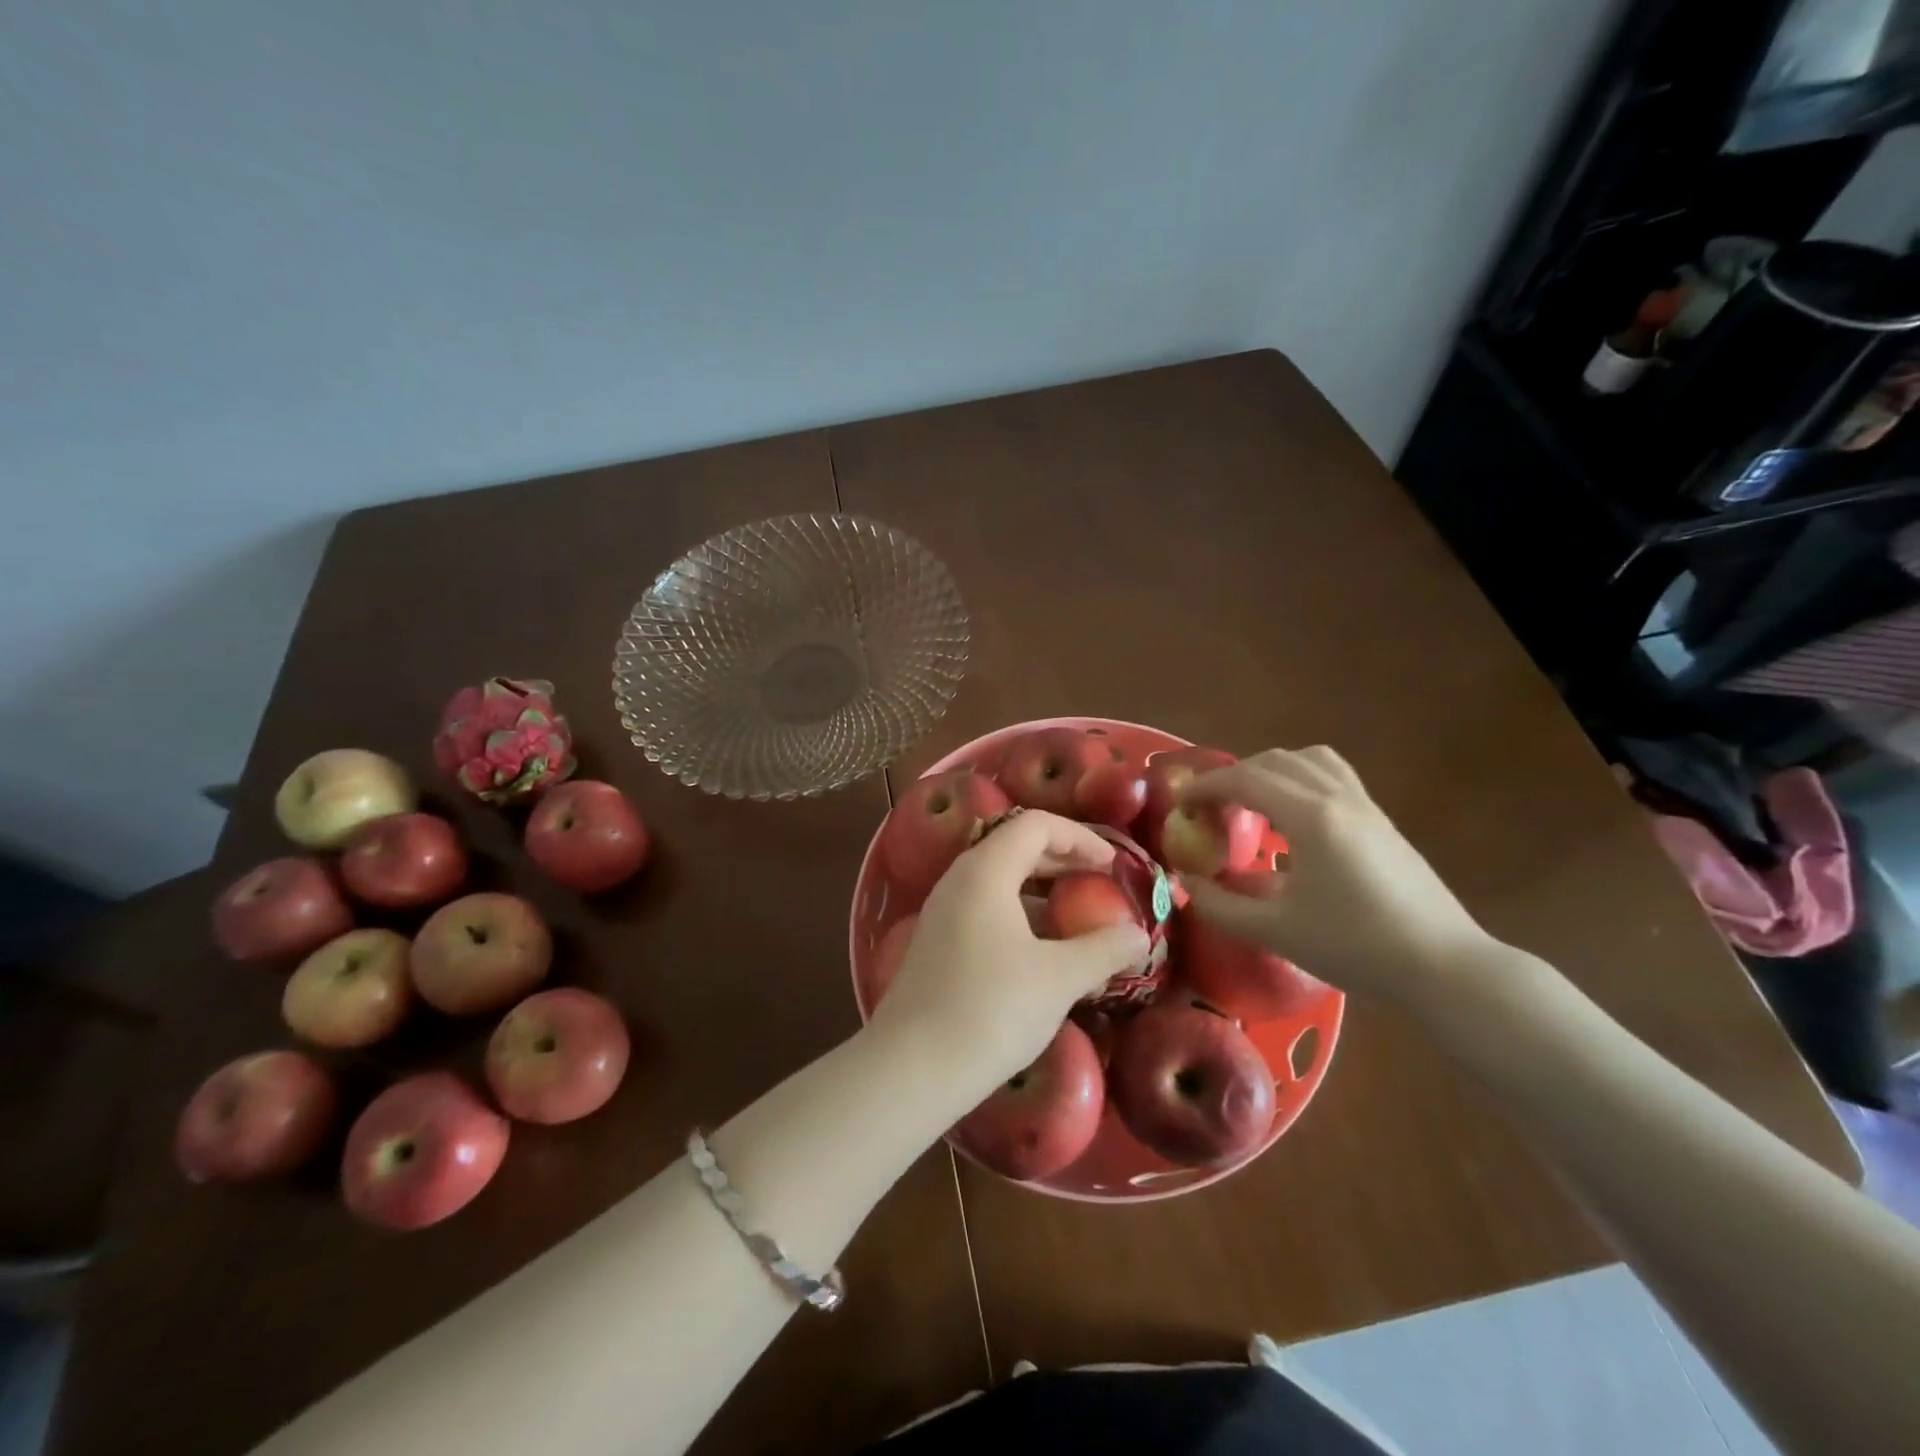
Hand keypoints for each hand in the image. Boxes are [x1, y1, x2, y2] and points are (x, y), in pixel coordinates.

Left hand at [868, 810, 1149, 1105]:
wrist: (912, 1067)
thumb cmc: (991, 1009)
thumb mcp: (1059, 979)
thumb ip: (1104, 950)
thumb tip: (1139, 936)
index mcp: (985, 870)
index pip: (1036, 825)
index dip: (1080, 837)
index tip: (1113, 865)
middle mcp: (959, 879)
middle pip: (1015, 847)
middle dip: (1063, 860)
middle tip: (1101, 884)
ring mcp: (944, 911)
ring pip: (1000, 881)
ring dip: (1042, 891)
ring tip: (1078, 919)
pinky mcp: (938, 942)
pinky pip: (986, 909)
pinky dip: (1020, 915)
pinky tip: (1042, 952)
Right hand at [1179, 747, 1491, 1000]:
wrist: (1443, 966)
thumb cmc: (1355, 946)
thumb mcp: (1276, 931)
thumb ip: (1220, 905)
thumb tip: (1186, 882)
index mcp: (1310, 817)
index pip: (1245, 780)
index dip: (1205, 787)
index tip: (1179, 805)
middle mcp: (1337, 798)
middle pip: (1274, 761)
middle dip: (1233, 777)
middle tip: (1209, 809)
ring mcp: (1365, 806)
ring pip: (1309, 761)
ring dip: (1270, 771)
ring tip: (1251, 804)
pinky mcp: (1382, 821)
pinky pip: (1332, 777)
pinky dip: (1300, 781)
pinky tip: (1293, 821)